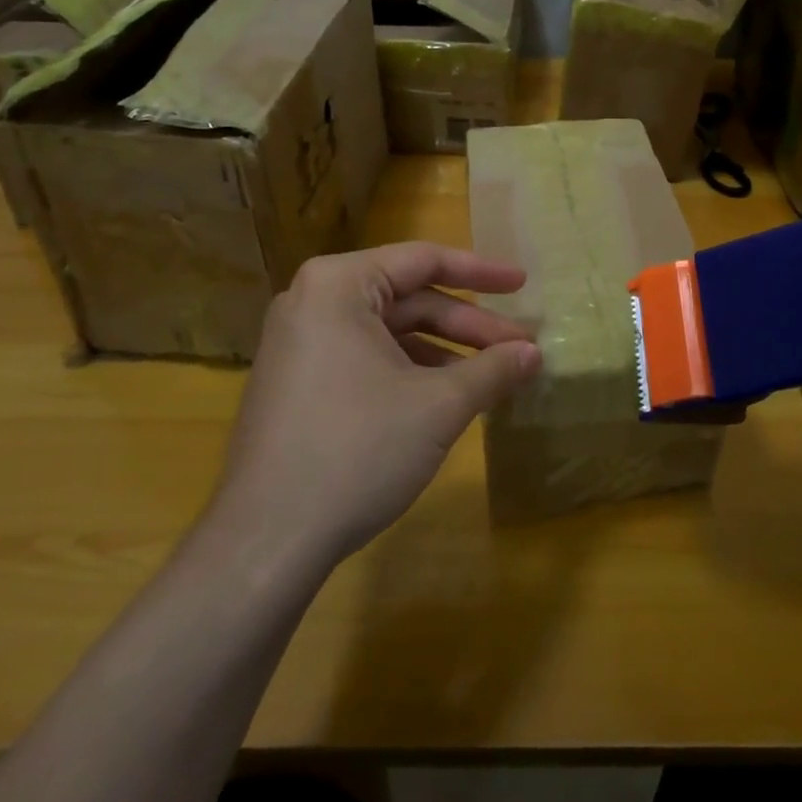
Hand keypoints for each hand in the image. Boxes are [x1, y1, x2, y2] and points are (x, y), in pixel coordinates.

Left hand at [211, 243, 540, 566]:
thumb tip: (535, 353)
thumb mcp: (439, 406)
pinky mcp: (298, 382)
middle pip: (409, 299)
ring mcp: (300, 343)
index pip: (424, 260)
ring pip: (390, 332)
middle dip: (469, 325)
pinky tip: (448, 398)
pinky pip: (366, 357)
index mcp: (338, 284)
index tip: (523, 283)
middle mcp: (313, 301)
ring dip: (445, 352)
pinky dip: (411, 371)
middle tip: (521, 346)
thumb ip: (492, 369)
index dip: (482, 273)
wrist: (266, 541)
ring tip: (494, 377)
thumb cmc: (357, 450)